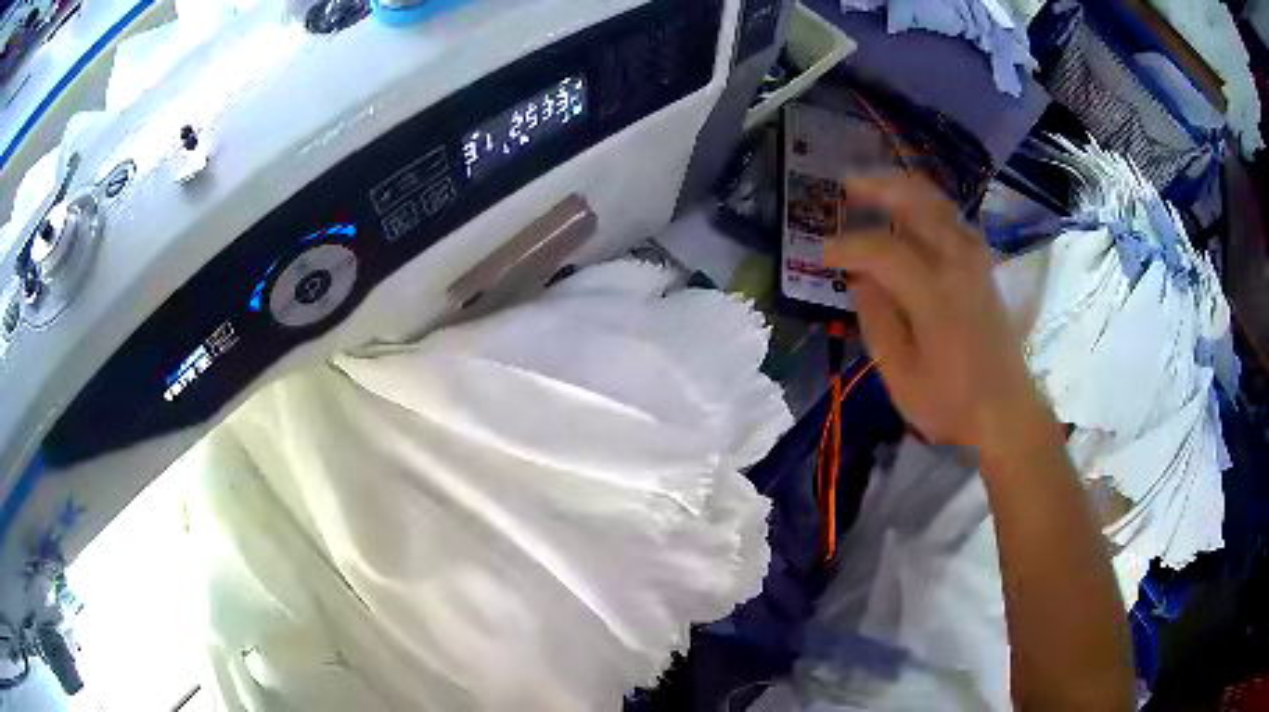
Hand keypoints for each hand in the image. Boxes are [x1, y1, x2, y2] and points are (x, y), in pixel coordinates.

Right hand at [826, 173, 1058, 455]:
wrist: (1006, 411)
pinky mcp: (984, 266)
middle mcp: (958, 263)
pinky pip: (953, 218)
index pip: (883, 250)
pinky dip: (928, 205)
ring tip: (875, 189)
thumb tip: (860, 279)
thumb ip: (876, 320)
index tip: (823, 254)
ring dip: (904, 189)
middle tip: (846, 186)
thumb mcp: (900, 375)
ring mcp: (976, 260)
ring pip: (939, 203)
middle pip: (917, 202)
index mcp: (935, 294)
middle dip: (878, 187)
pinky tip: (912, 213)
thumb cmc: (951, 402)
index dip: (848, 246)